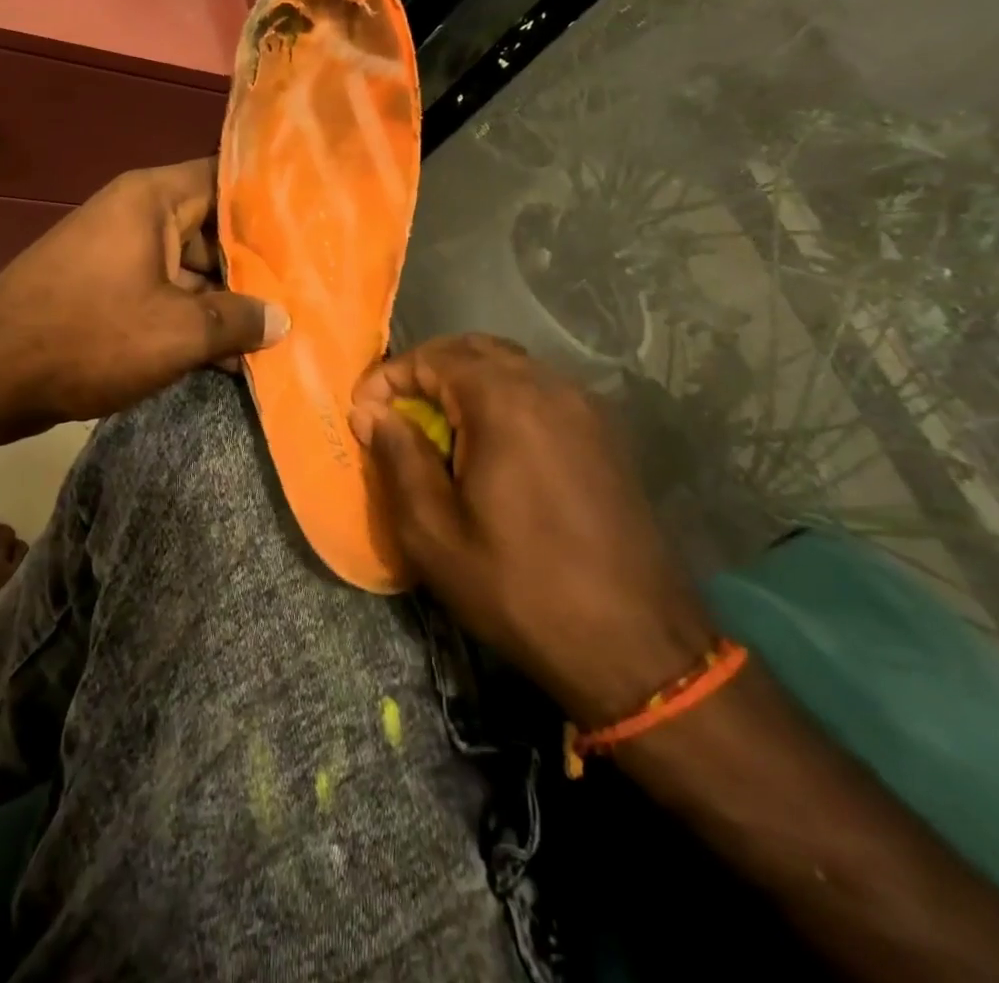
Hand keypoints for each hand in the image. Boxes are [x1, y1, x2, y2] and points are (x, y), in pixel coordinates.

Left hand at [0, 159, 288, 436]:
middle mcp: (137, 216)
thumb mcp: (177, 331)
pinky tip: (231, 358)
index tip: (316, 222)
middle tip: (310, 289)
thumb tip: (281, 319)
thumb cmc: (89, 335)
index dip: (272, 199)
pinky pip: (164, 295)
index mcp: (153, 199)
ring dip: (227, 302)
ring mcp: (120, 255)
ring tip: (281, 331)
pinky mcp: (108, 291)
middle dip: (257, 264)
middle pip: (213, 228)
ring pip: (192, 269)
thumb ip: (238, 320)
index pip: (227, 177)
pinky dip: (193, 320)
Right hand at [350, 335, 713, 725]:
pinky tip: (490, 446)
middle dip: (426, 370)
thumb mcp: (433, 532)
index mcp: (505, 402)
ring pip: (512, 367)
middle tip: (396, 410)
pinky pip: (542, 392)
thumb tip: (371, 411)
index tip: (362, 412)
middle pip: (474, 350)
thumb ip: (397, 457)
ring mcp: (586, 409)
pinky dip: (503, 399)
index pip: (433, 357)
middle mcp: (550, 387)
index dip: (389, 377)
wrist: (635, 648)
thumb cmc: (519, 588)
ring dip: (465, 382)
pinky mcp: (606, 435)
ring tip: (437, 428)